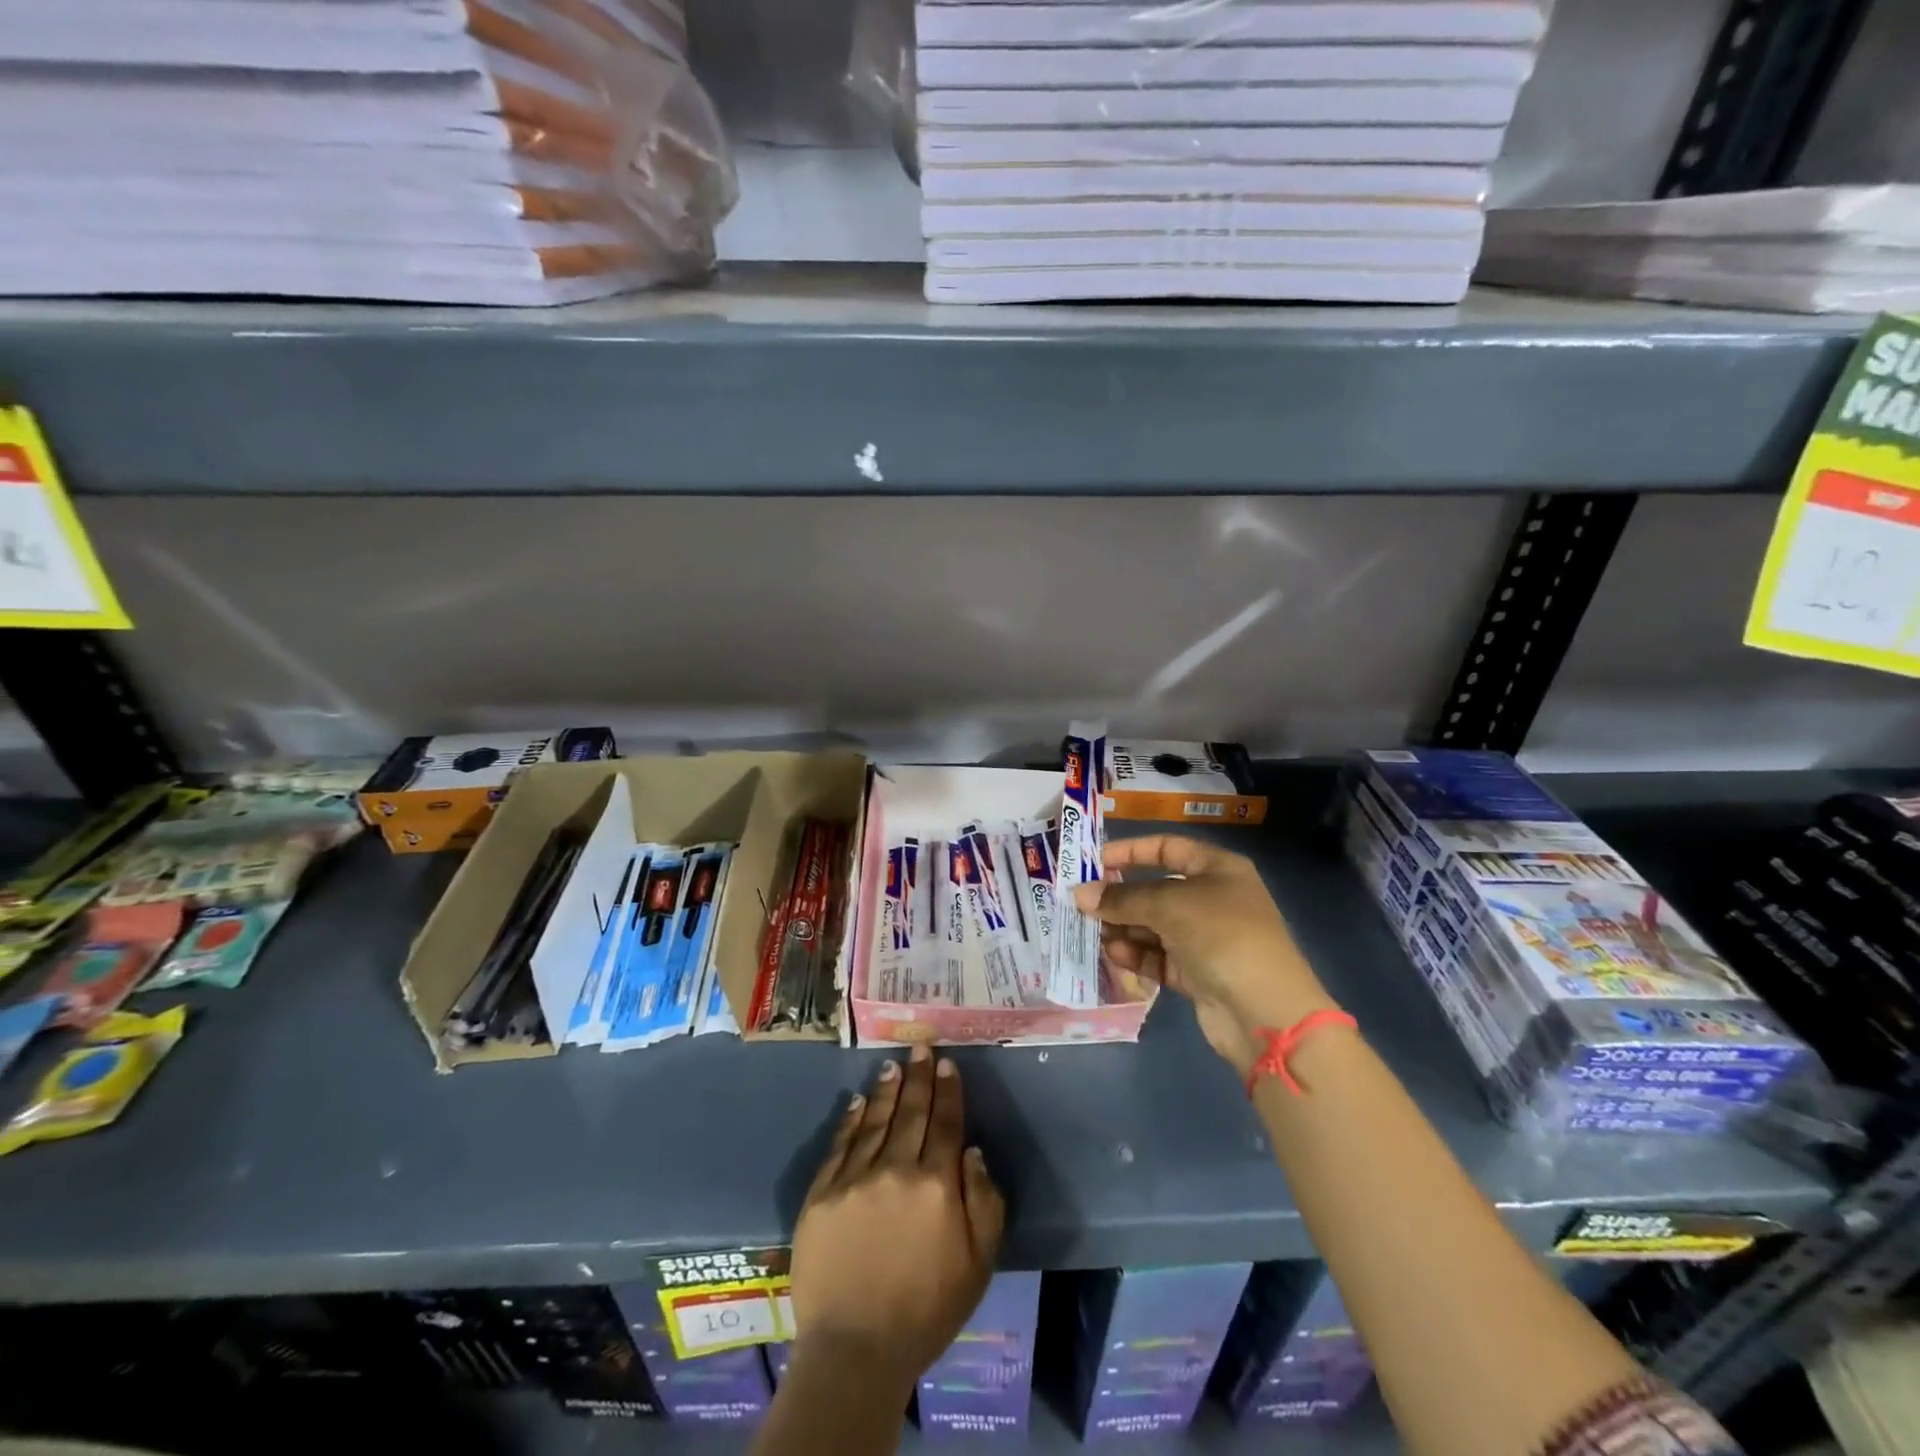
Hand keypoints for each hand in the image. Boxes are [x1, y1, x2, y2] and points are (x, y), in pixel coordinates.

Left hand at [790, 1045, 1005, 1397]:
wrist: (856, 1350)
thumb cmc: (927, 1310)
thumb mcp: (978, 1264)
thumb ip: (983, 1202)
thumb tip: (972, 1151)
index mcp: (936, 1185)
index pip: (944, 1124)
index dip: (948, 1091)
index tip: (947, 1064)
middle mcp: (896, 1170)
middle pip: (911, 1113)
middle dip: (919, 1077)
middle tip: (920, 1047)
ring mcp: (855, 1179)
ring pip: (875, 1121)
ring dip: (887, 1090)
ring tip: (893, 1064)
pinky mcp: (822, 1194)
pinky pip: (840, 1145)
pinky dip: (851, 1119)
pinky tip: (858, 1101)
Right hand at [1075, 835, 1337, 1075]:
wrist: (1265, 1011)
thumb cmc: (1221, 935)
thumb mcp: (1168, 906)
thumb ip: (1122, 898)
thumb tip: (1080, 894)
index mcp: (1217, 869)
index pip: (1168, 848)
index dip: (1131, 852)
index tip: (1095, 861)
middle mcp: (1212, 900)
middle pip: (1156, 890)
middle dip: (1120, 897)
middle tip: (1082, 904)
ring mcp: (1206, 938)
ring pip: (1154, 926)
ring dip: (1123, 928)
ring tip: (1092, 932)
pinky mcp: (1197, 973)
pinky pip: (1159, 956)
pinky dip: (1136, 954)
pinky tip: (1113, 954)